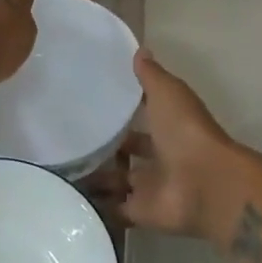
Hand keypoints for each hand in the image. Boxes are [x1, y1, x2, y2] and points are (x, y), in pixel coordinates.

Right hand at [84, 49, 245, 240]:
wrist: (204, 184)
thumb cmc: (186, 131)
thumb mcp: (168, 93)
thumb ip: (151, 76)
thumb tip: (140, 50)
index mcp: (168, 127)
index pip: (141, 118)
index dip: (121, 112)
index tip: (90, 105)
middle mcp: (160, 156)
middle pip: (127, 152)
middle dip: (104, 148)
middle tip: (67, 142)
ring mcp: (150, 187)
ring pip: (118, 181)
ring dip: (95, 178)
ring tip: (57, 169)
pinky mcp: (141, 212)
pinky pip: (114, 210)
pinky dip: (95, 207)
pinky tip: (68, 196)